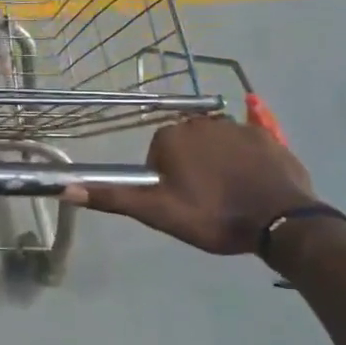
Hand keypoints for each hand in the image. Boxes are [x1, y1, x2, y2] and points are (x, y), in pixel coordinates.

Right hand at [69, 116, 316, 255]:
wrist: (281, 222)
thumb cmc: (213, 216)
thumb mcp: (158, 213)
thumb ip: (113, 198)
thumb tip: (65, 188)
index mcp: (171, 137)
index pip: (158, 154)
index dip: (166, 180)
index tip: (180, 202)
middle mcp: (200, 122)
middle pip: (186, 145)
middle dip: (191, 168)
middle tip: (205, 201)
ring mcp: (236, 126)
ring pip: (215, 143)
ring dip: (217, 162)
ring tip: (232, 196)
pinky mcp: (266, 136)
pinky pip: (248, 140)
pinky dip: (246, 155)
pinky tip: (253, 176)